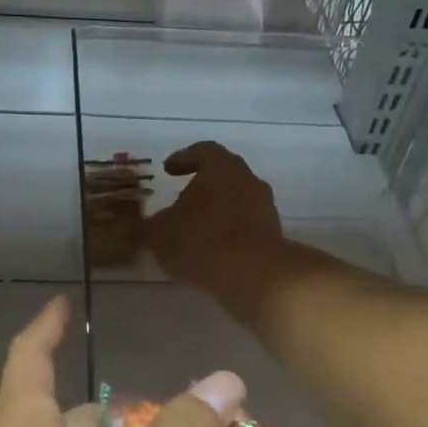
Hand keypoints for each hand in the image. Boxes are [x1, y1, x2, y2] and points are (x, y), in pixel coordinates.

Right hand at [144, 143, 284, 303]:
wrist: (253, 275)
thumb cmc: (201, 240)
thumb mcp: (160, 232)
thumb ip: (155, 223)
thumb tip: (157, 224)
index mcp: (222, 167)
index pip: (203, 151)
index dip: (183, 159)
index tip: (168, 170)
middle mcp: (248, 180)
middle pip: (223, 177)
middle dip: (201, 189)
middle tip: (181, 202)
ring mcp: (265, 209)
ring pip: (236, 204)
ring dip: (216, 215)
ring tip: (194, 234)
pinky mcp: (273, 237)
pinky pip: (245, 230)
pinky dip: (228, 237)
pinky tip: (211, 255)